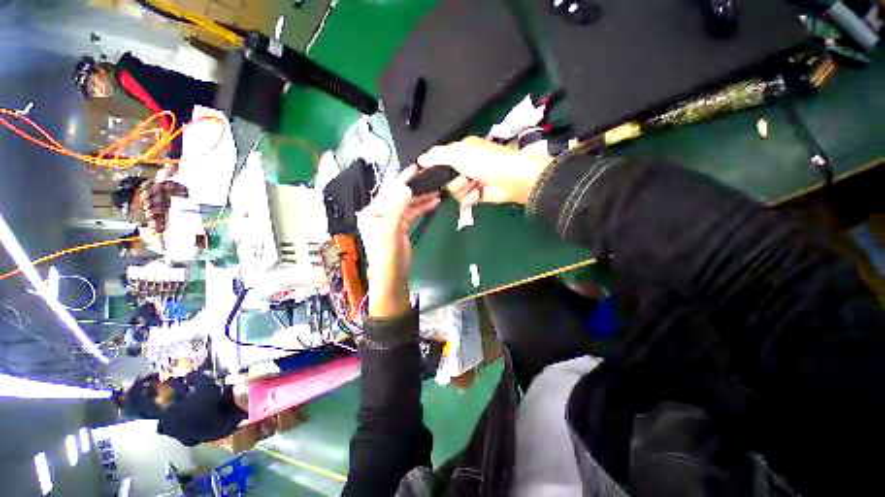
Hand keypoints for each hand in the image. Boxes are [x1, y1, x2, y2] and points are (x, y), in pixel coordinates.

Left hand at [357, 166, 440, 317]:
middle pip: (399, 196)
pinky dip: (422, 207)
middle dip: (415, 187)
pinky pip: (413, 213)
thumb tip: (406, 186)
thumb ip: (398, 207)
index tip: (415, 167)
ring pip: (408, 204)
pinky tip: (434, 202)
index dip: (402, 179)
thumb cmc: (386, 254)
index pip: (388, 191)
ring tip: (436, 190)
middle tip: (430, 176)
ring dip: (422, 197)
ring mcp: (392, 220)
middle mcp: (381, 213)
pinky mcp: (402, 227)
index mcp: (372, 211)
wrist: (392, 275)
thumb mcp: (391, 229)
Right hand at [418, 136, 552, 204]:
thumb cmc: (485, 161)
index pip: (439, 160)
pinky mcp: (476, 195)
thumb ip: (437, 156)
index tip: (429, 175)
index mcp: (460, 151)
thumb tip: (420, 159)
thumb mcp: (458, 154)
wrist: (511, 178)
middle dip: (453, 181)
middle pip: (444, 179)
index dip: (434, 168)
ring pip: (453, 191)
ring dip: (463, 189)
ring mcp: (470, 181)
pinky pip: (464, 200)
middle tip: (463, 177)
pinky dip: (470, 197)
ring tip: (474, 184)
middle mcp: (464, 166)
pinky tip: (478, 193)